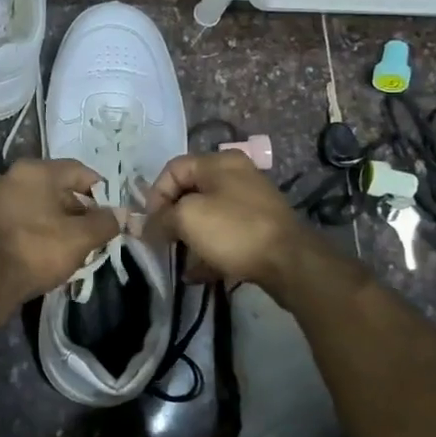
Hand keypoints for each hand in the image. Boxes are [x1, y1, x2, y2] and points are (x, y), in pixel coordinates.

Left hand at [0, 159, 121, 308]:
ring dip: (50, 222)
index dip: (100, 189)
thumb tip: (121, 214)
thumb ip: (104, 223)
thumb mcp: (80, 238)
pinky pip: (11, 222)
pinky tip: (34, 256)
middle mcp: (8, 176)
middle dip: (75, 210)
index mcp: (35, 170)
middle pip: (53, 188)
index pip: (78, 170)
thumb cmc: (35, 249)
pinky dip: (27, 233)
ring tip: (64, 249)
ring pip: (30, 206)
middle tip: (90, 235)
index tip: (110, 211)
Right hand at [145, 150, 326, 294]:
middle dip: (171, 217)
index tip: (150, 223)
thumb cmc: (234, 230)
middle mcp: (236, 175)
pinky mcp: (260, 229)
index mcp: (219, 162)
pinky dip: (208, 250)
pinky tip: (196, 274)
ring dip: (189, 236)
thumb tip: (145, 225)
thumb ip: (161, 218)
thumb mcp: (188, 218)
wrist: (290, 262)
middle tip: (162, 240)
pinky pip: (225, 235)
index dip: (155, 194)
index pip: (173, 168)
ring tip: (178, 258)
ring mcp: (251, 202)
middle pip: (190, 191)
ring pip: (208, 215)